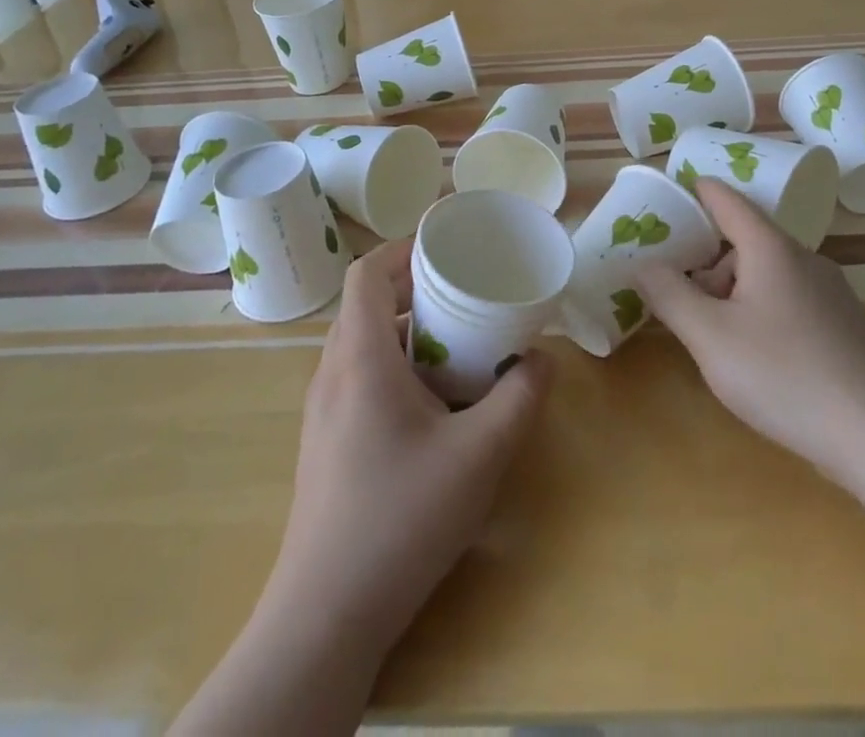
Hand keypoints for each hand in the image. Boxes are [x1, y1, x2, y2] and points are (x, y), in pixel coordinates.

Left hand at [262, 238, 552, 658]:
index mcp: (360, 358)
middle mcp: (332, 373)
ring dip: (406, 330)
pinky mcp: (325, 443)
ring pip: (362, 343)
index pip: (367, 273)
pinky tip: (432, 403)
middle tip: (464, 294)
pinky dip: (394, 365)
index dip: (403, 248)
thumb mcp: (479, 456)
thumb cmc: (401, 519)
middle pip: (366, 304)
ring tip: (457, 344)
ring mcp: (322, 411)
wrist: (326, 616)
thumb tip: (542, 360)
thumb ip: (519, 399)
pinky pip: (358, 377)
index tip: (446, 247)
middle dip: (415, 288)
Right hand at [634, 179, 864, 487]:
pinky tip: (760, 362)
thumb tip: (641, 263)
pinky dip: (762, 313)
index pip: (726, 200)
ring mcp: (832, 294)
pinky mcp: (846, 328)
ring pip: (768, 276)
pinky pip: (791, 302)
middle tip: (681, 302)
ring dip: (733, 294)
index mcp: (771, 248)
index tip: (667, 193)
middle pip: (744, 242)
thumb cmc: (786, 376)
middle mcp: (804, 260)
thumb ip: (669, 295)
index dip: (695, 191)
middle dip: (707, 265)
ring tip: (717, 342)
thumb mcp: (710, 337)